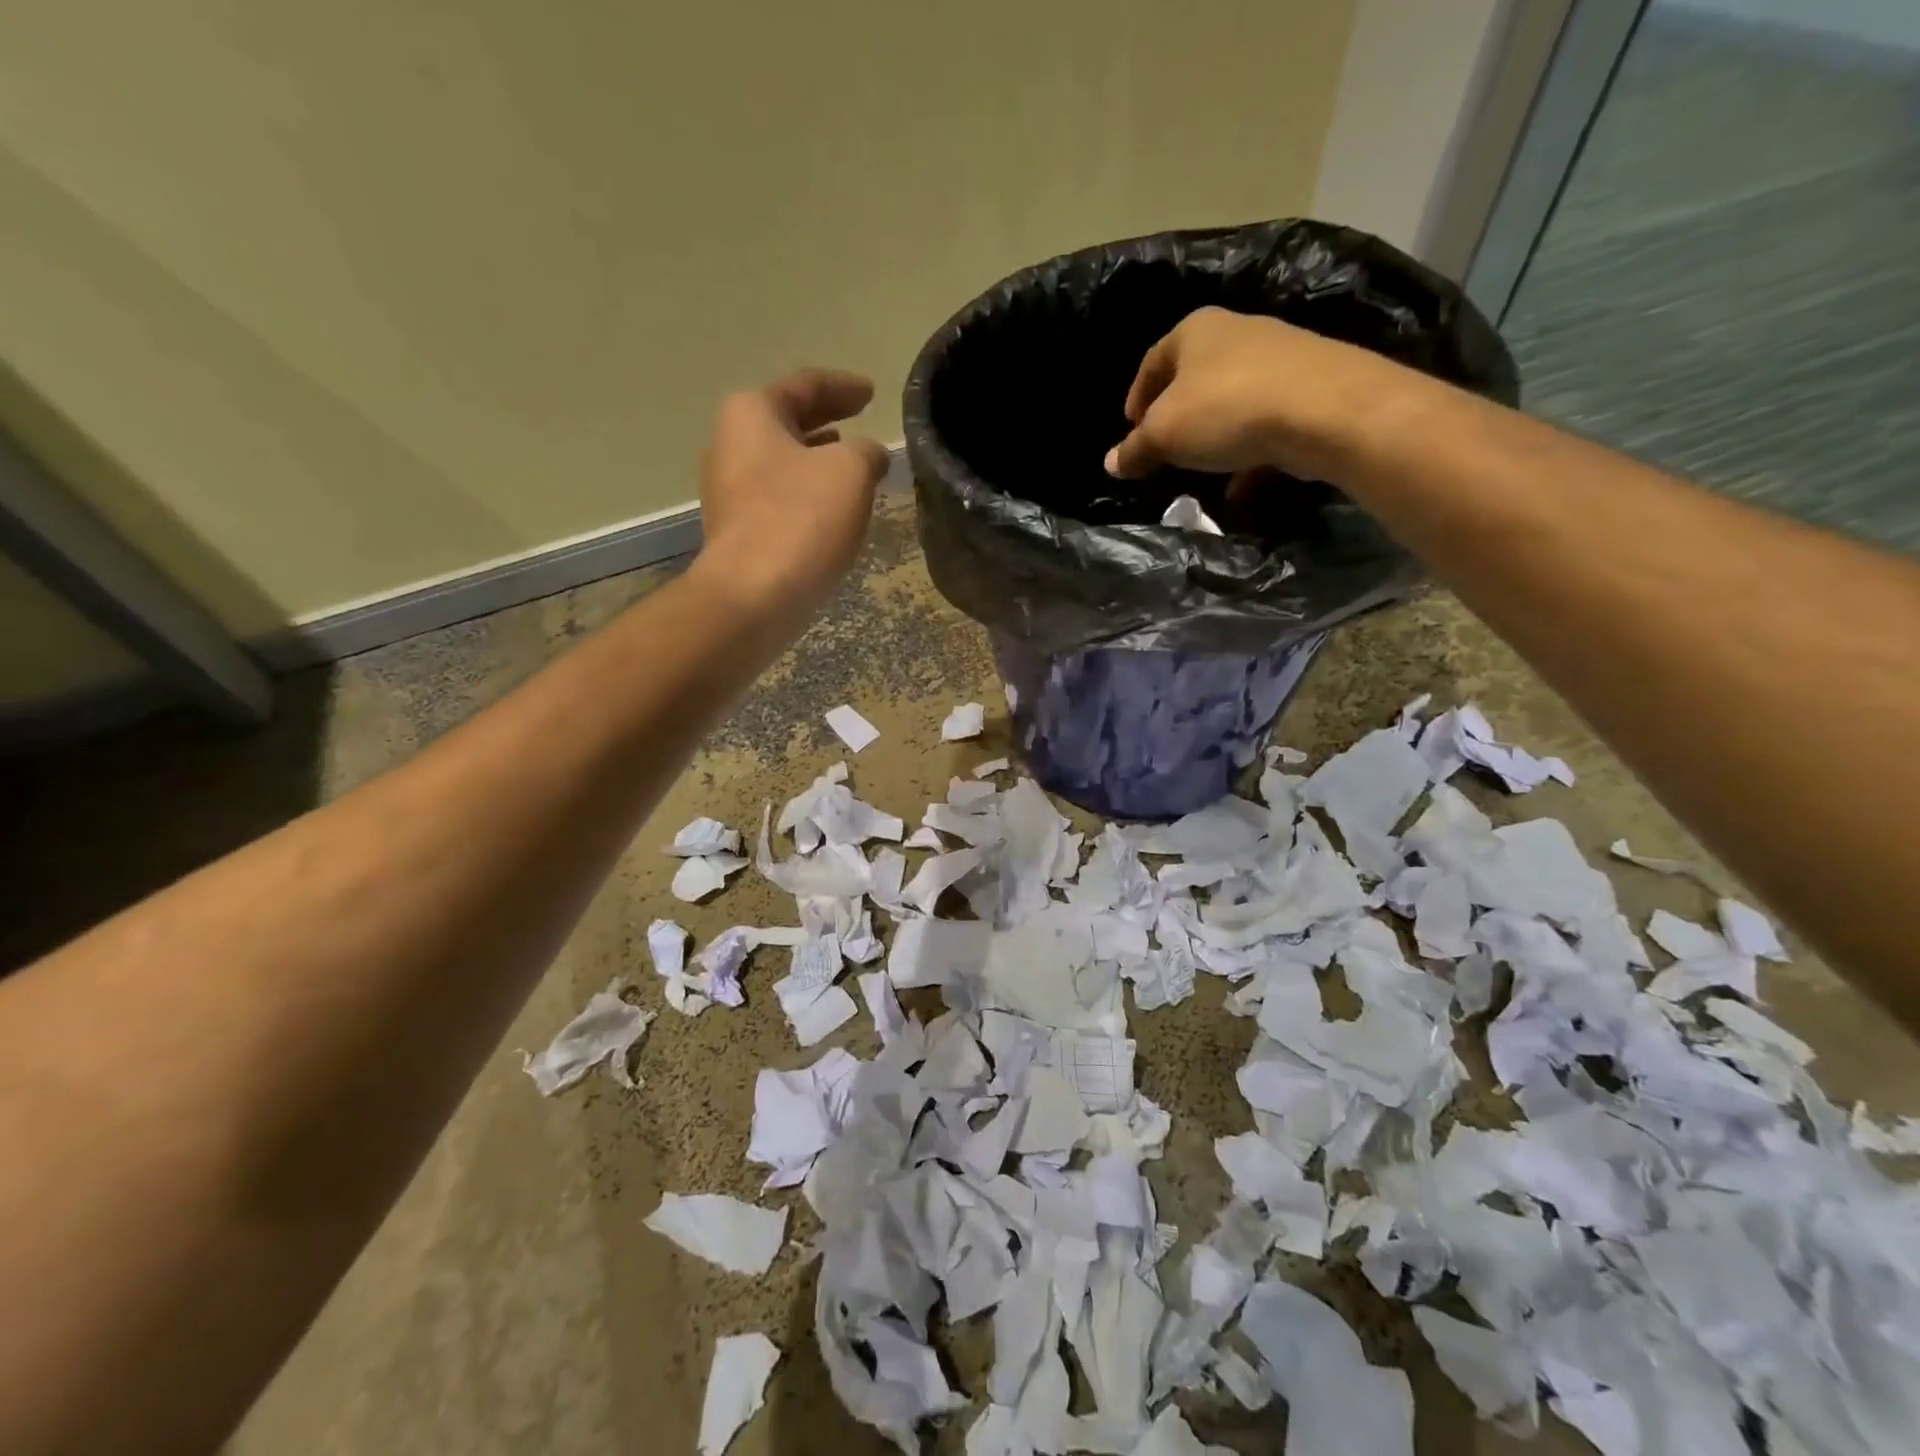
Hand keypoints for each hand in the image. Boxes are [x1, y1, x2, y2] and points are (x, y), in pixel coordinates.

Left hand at [695, 368, 891, 613]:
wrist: (753, 596)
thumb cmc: (800, 519)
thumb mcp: (850, 471)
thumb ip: (867, 453)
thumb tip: (870, 456)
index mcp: (751, 414)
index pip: (805, 386)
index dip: (843, 387)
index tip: (871, 393)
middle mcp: (730, 445)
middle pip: (788, 423)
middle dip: (827, 423)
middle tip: (861, 422)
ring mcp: (729, 492)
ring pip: (784, 464)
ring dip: (818, 463)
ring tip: (853, 466)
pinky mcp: (738, 532)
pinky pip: (780, 500)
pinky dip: (809, 496)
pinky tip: (833, 510)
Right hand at [1105, 307, 1391, 488]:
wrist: (1323, 410)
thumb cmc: (1225, 410)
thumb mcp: (1164, 435)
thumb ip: (1135, 449)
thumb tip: (1111, 463)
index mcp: (1195, 331)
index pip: (1153, 360)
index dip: (1137, 396)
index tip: (1130, 429)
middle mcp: (1238, 332)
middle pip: (1195, 378)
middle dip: (1177, 417)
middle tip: (1164, 449)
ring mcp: (1279, 356)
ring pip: (1232, 400)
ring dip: (1214, 436)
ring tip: (1202, 469)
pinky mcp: (1310, 386)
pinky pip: (1266, 422)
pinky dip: (1250, 453)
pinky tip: (1242, 486)